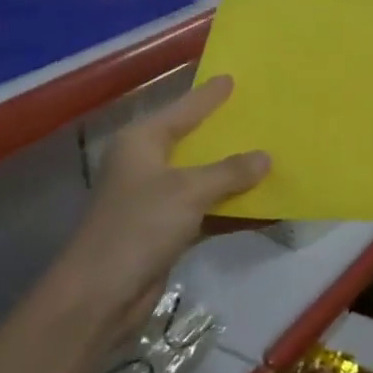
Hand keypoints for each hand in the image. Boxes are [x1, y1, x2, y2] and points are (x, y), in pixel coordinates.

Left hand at [50, 76, 269, 350]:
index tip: (233, 77)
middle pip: (194, 141)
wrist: (100, 294)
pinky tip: (264, 208)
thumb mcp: (188, 191)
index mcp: (142, 141)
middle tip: (261, 115)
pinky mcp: (166, 229)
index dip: (209, 95)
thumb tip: (265, 157)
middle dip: (227, 133)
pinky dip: (231, 209)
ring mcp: (156, 198)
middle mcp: (147, 163)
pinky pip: (206, 210)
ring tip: (271, 157)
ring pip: (203, 177)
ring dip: (234, 175)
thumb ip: (229, 172)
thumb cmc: (139, 226)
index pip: (183, 109)